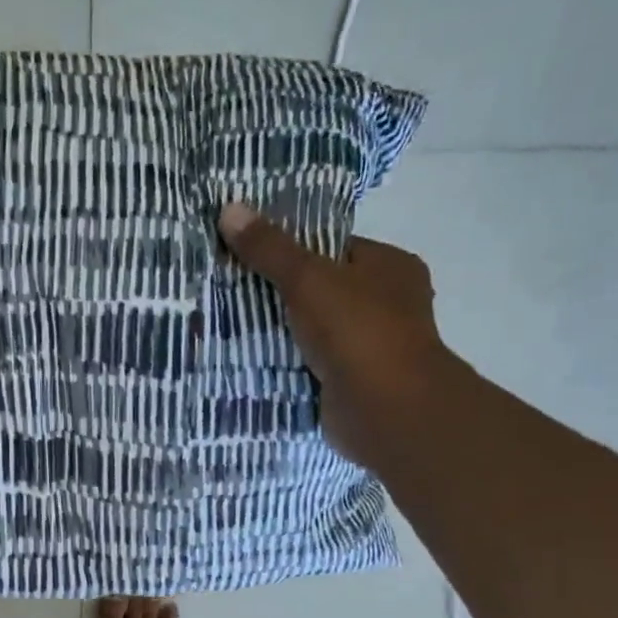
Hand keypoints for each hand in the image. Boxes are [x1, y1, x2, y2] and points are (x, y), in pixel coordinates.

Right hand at [218, 202, 448, 465]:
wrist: (386, 409)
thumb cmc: (357, 331)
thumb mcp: (308, 279)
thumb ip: (270, 248)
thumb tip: (229, 207)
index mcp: (389, 267)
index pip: (334, 248)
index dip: (291, 249)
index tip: (247, 255)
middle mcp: (386, 304)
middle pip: (320, 290)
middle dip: (278, 294)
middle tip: (229, 290)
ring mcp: (369, 346)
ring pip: (312, 330)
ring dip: (279, 332)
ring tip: (227, 323)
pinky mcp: (351, 382)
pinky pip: (309, 364)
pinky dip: (284, 363)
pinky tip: (247, 359)